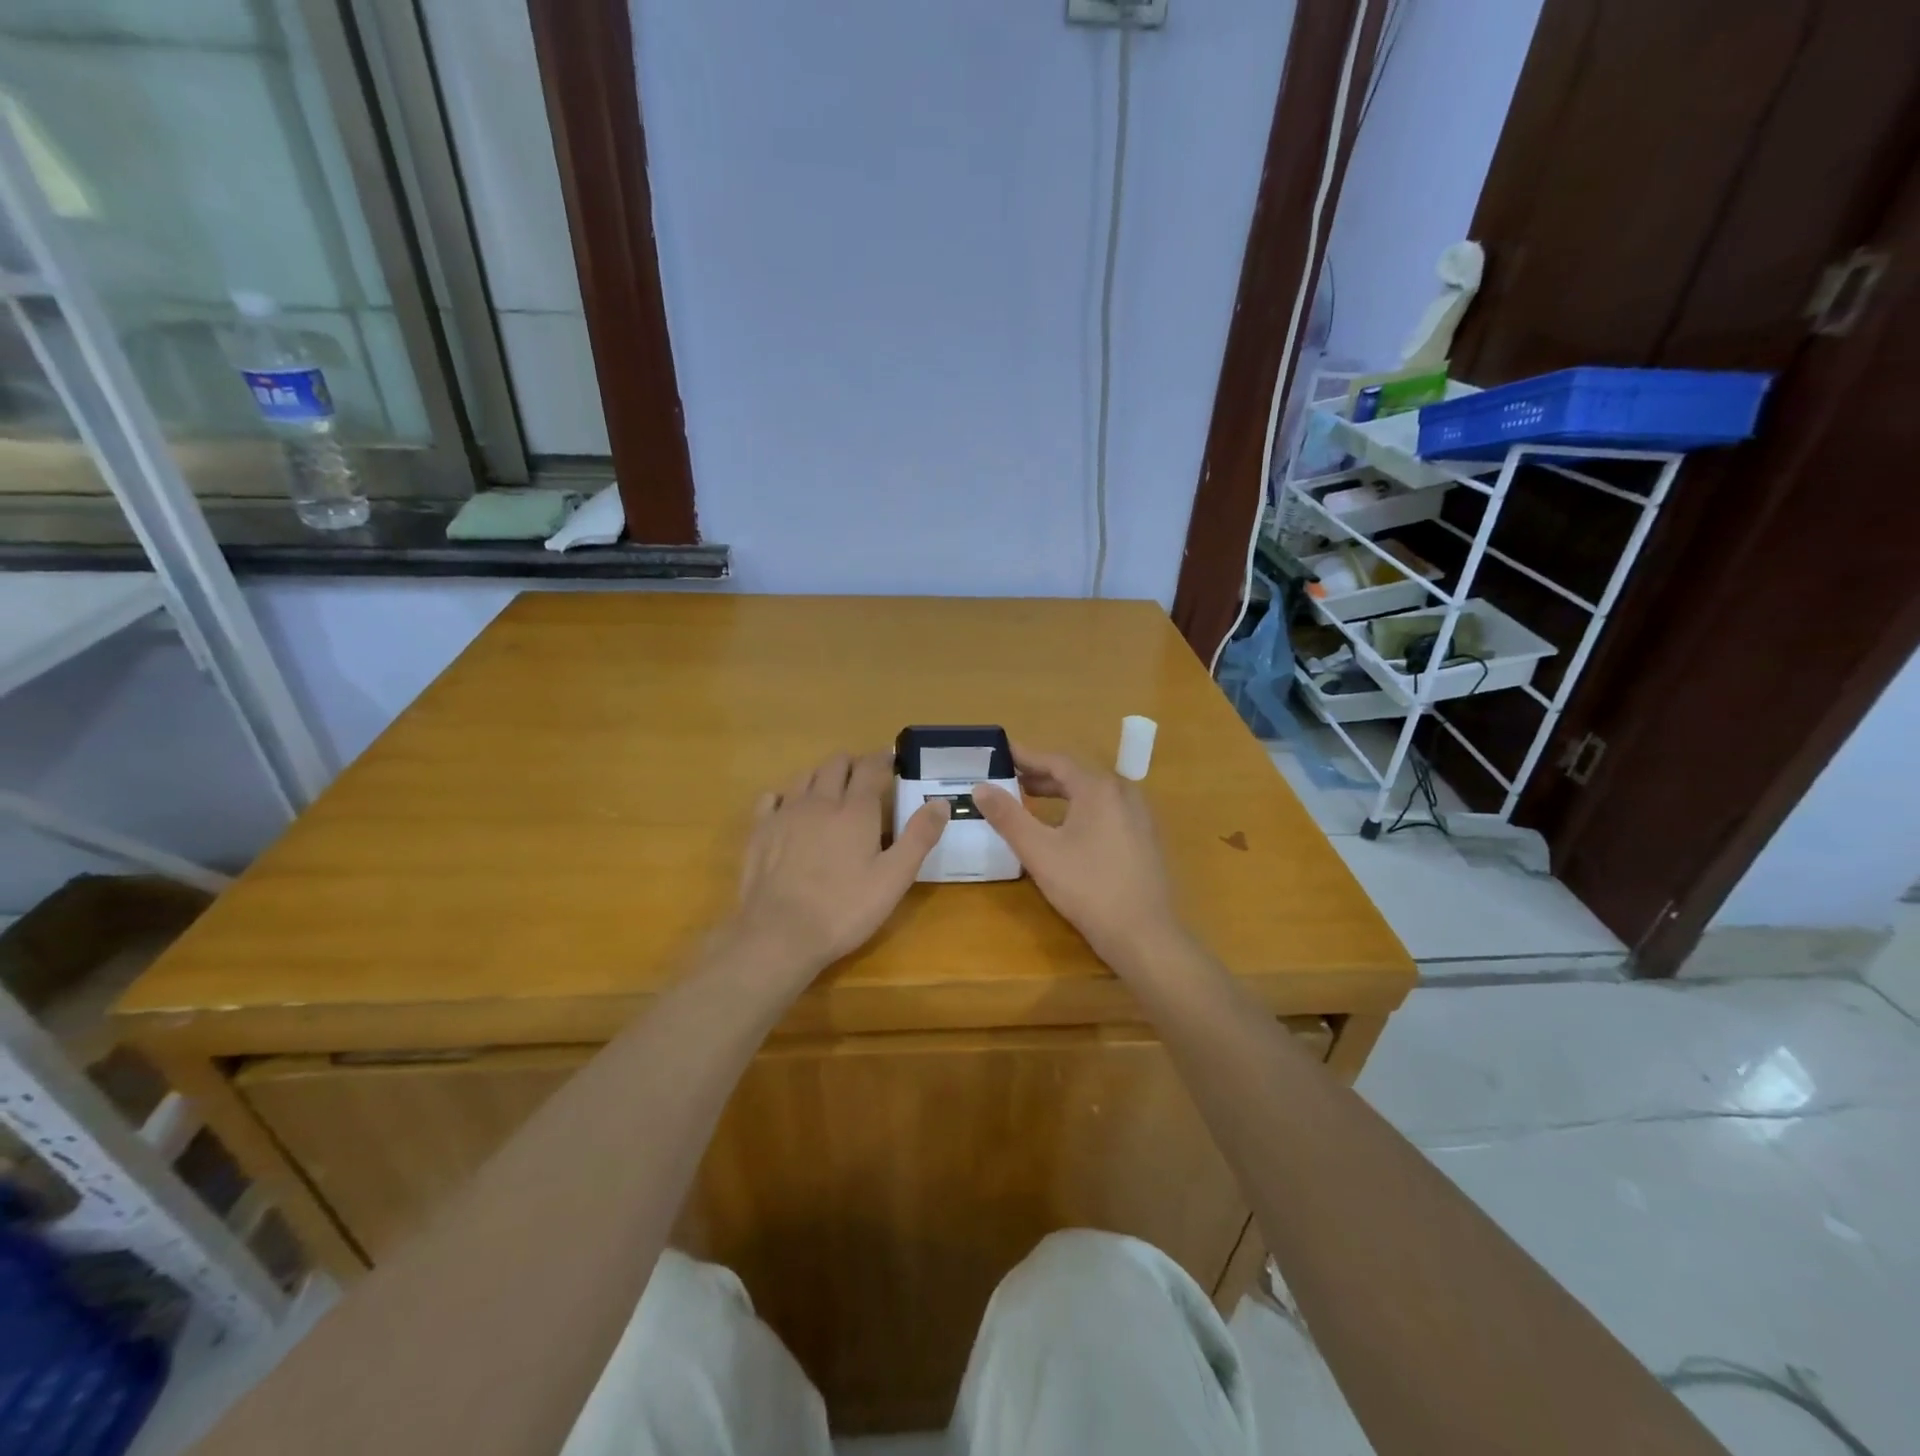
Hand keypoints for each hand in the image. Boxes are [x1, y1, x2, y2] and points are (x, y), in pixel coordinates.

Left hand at [733, 750, 948, 976]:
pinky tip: (790, 809)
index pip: (871, 768)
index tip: (891, 758)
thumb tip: (940, 802)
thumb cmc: (844, 908)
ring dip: (822, 776)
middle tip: (865, 776)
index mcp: (855, 810)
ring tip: (832, 789)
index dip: (883, 759)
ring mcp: (785, 814)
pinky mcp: (760, 831)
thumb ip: (919, 837)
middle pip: (836, 765)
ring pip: (805, 777)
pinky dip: (786, 796)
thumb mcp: (894, 878)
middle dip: (853, 764)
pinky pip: (772, 798)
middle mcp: (820, 802)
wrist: (779, 934)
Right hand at [972, 745, 1183, 968]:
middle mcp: (1123, 793)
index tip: (1002, 753)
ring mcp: (1139, 816)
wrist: (1144, 934)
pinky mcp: (1145, 838)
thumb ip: (1008, 817)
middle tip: (1010, 779)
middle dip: (1042, 775)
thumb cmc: (1088, 888)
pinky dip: (1081, 808)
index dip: (1026, 756)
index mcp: (1099, 788)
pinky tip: (1067, 828)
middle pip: (1077, 774)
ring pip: (1094, 793)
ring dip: (1062, 792)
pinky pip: (1108, 810)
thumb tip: (980, 787)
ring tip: (1032, 800)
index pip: (1057, 760)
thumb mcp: (1039, 852)